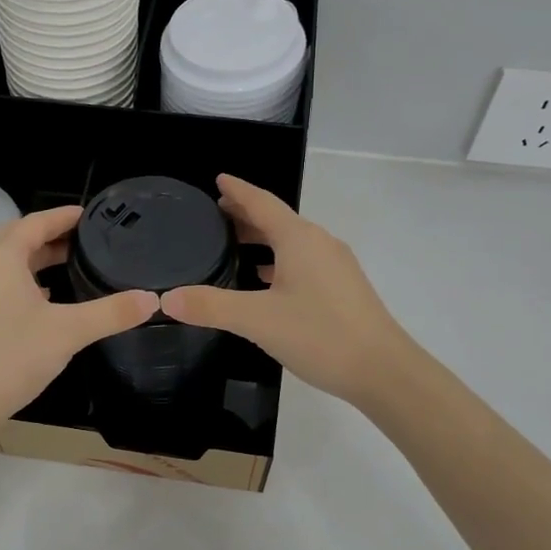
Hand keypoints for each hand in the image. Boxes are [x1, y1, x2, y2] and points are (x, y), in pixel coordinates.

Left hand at [0, 206, 157, 437]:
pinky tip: (40, 298)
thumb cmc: (12, 358)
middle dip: (49, 235)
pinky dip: (19, 279)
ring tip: (67, 265)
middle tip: (83, 240)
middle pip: (16, 237)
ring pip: (3, 261)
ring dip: (33, 258)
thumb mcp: (69, 332)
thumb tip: (152, 299)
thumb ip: (112, 312)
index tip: (89, 215)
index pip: (36, 222)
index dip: (64, 217)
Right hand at [160, 175, 410, 408]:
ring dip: (263, 238)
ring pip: (291, 241)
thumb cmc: (320, 335)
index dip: (237, 190)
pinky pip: (303, 261)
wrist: (383, 370)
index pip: (262, 202)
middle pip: (277, 219)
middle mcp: (319, 243)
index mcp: (299, 239)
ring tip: (235, 243)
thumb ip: (211, 306)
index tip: (218, 179)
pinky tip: (267, 280)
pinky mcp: (343, 287)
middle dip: (246, 214)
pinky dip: (279, 260)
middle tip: (216, 213)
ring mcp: (335, 265)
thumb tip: (166, 298)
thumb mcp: (257, 320)